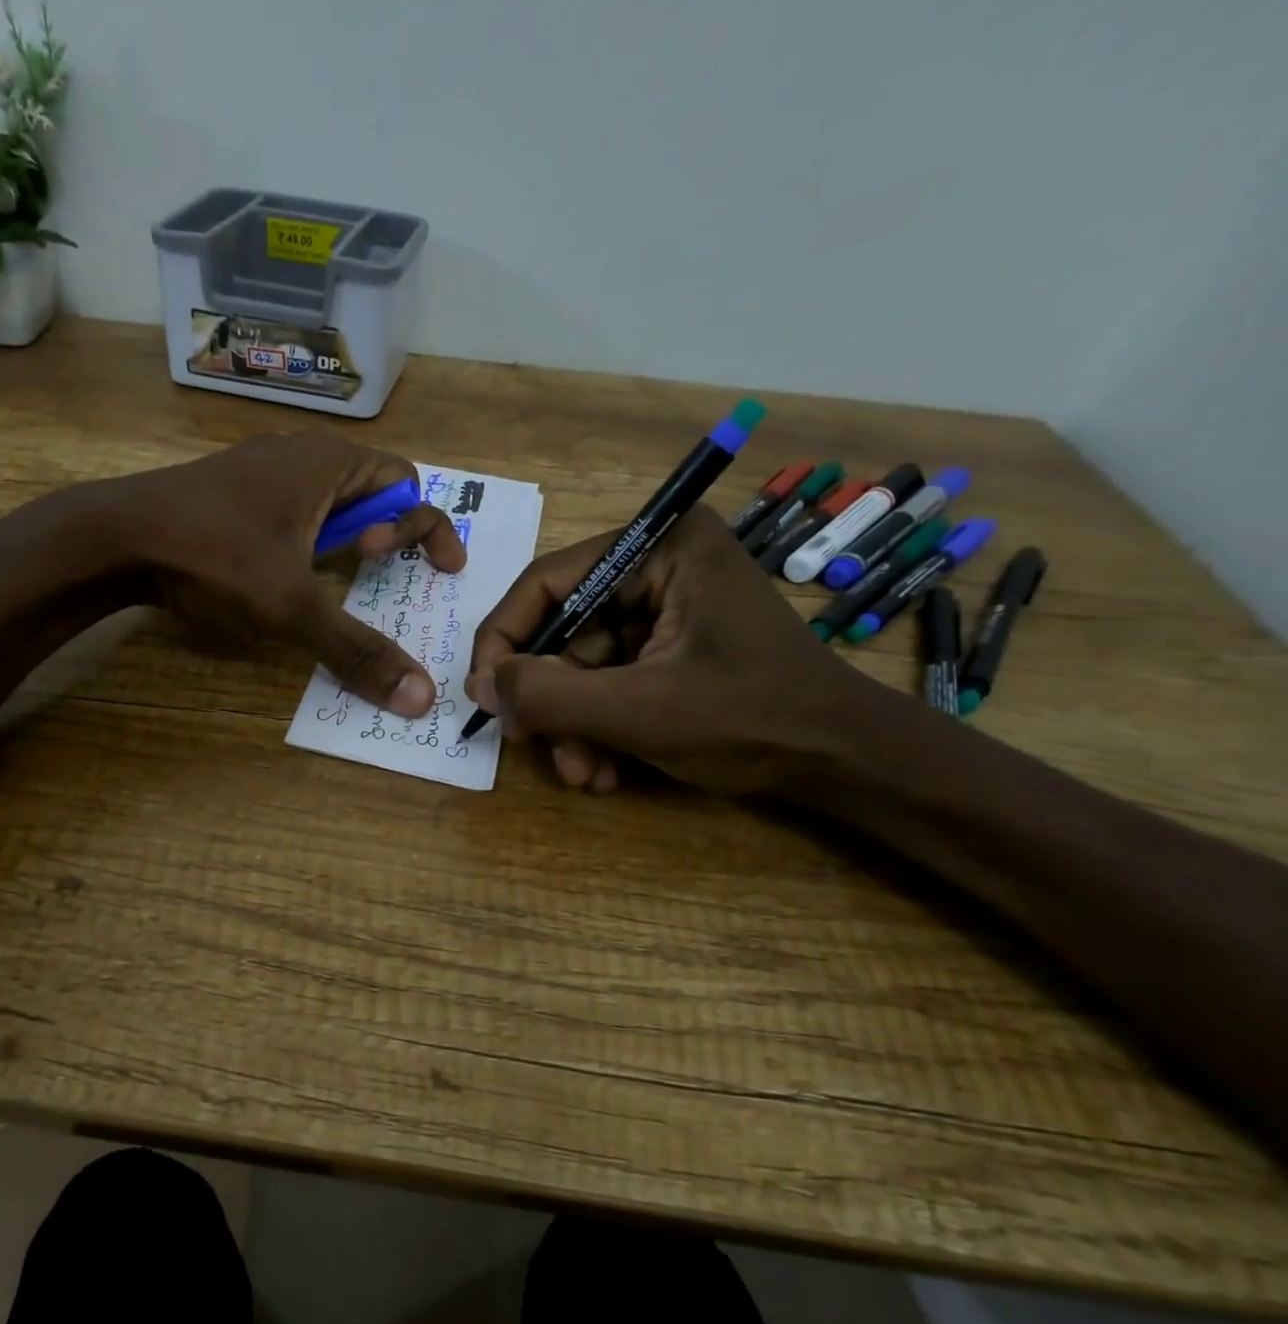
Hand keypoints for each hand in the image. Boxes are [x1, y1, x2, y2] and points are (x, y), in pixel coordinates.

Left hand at [110, 433, 465, 715]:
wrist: (114, 536)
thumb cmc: (214, 555)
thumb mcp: (291, 608)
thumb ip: (357, 650)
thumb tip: (419, 698)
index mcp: (329, 463)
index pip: (408, 483)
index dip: (430, 529)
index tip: (438, 572)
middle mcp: (301, 454)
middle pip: (372, 489)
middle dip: (389, 534)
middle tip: (375, 574)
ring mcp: (261, 470)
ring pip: (329, 502)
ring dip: (346, 542)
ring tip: (337, 581)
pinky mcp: (232, 493)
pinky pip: (293, 511)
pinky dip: (309, 543)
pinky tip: (288, 577)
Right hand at [464, 505, 876, 793]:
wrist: (846, 764)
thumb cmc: (751, 720)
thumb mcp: (638, 710)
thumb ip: (549, 695)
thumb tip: (478, 686)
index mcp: (660, 548)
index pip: (548, 582)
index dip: (504, 639)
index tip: (481, 693)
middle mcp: (659, 567)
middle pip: (564, 630)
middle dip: (550, 699)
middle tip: (531, 745)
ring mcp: (666, 610)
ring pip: (583, 666)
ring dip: (573, 725)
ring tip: (582, 775)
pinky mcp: (671, 648)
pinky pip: (610, 682)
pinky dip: (599, 727)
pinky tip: (604, 772)